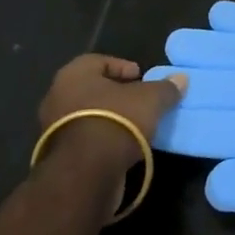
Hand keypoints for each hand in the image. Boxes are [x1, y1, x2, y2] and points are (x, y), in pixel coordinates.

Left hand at [36, 55, 187, 180]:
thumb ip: (165, 88)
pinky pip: (84, 141)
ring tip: (135, 127)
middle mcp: (57, 97)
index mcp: (74, 74)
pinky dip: (102, 141)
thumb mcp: (150, 100)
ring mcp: (53, 130)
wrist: (86, 173)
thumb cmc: (117, 120)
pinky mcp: (57, 158)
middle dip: (116, 94)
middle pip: (91, 89)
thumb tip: (181, 78)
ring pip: (87, 116)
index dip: (122, 67)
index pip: (99, 61)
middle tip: (138, 101)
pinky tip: (122, 148)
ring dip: (109, 119)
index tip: (141, 77)